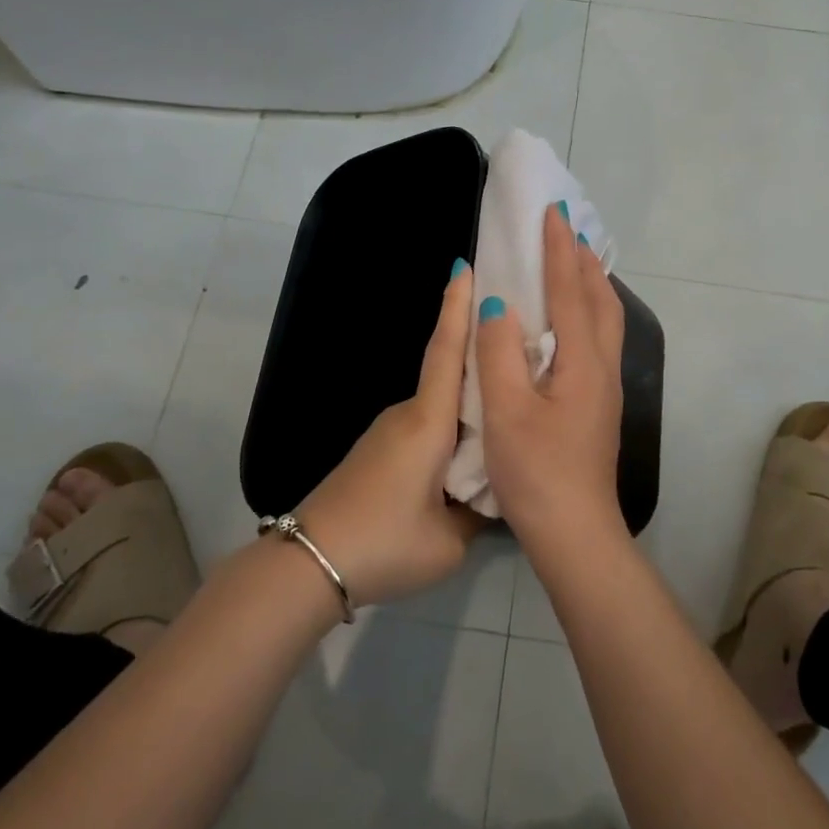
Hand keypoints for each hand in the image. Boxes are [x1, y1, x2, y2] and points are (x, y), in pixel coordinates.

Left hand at [297, 261, 486, 607]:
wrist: (308, 563)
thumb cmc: (385, 542)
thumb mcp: (449, 540)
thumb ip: (480, 510)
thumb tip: (493, 491)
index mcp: (428, 422)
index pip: (447, 352)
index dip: (457, 307)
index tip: (464, 266)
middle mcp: (407, 414)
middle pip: (450, 373)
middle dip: (480, 351)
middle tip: (520, 338)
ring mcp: (388, 432)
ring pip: (439, 404)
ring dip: (469, 397)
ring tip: (508, 400)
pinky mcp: (378, 451)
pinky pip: (425, 426)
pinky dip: (451, 424)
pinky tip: (470, 447)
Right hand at [475, 205, 626, 550]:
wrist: (575, 533)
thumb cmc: (536, 471)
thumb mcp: (505, 410)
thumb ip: (498, 351)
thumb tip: (498, 300)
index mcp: (582, 361)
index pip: (571, 290)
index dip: (559, 249)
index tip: (553, 211)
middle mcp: (603, 366)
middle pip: (600, 299)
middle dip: (583, 260)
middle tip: (566, 230)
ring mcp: (606, 388)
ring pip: (605, 320)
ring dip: (590, 284)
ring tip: (573, 264)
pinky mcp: (600, 405)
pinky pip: (599, 339)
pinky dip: (588, 311)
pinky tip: (571, 322)